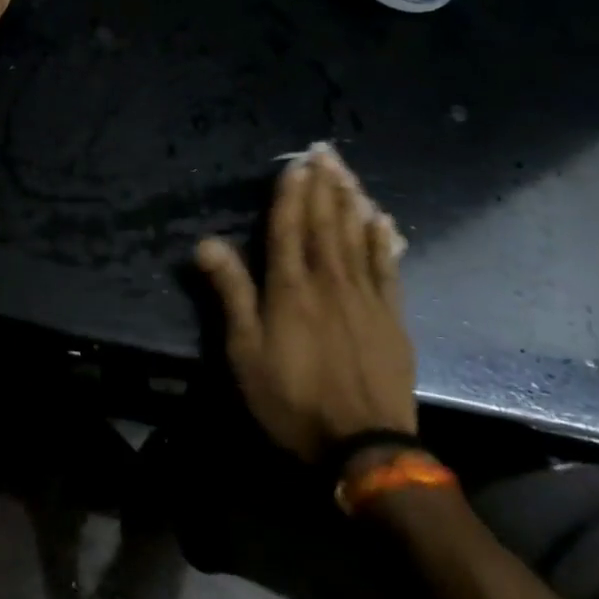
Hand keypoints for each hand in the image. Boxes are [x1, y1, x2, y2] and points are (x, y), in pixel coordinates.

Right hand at [196, 144, 415, 463]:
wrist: (364, 448)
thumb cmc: (292, 400)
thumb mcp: (245, 352)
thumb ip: (231, 293)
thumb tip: (206, 242)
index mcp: (290, 288)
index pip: (288, 227)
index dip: (290, 193)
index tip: (294, 163)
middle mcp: (329, 281)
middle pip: (324, 223)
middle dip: (323, 185)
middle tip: (324, 150)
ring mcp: (365, 297)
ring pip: (356, 236)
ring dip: (351, 200)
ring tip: (348, 171)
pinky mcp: (391, 318)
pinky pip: (387, 268)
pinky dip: (382, 241)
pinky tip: (382, 220)